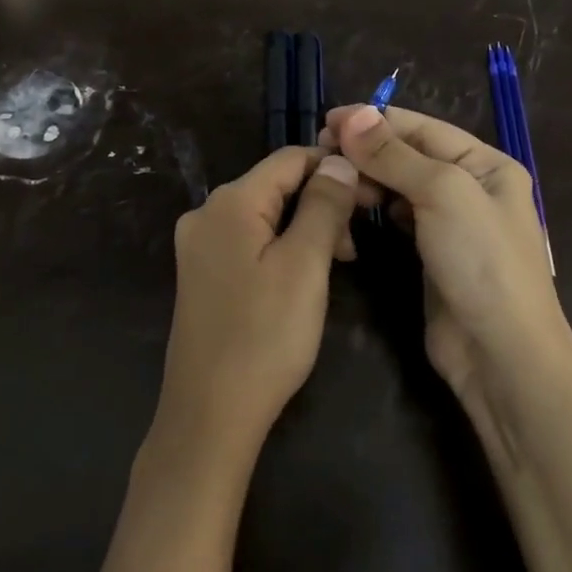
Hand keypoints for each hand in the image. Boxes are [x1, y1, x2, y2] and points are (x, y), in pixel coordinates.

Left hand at [154, 147, 359, 470]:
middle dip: (321, 203)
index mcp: (229, 202)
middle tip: (355, 246)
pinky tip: (303, 277)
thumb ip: (324, 205)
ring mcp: (199, 246)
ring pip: (265, 216)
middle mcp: (206, 214)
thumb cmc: (265, 335)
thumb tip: (338, 159)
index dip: (334, 168)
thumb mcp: (305, 265)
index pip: (289, 159)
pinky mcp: (202, 275)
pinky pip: (249, 242)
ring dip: (306, 228)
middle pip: (276, 186)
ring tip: (337, 265)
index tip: (373, 195)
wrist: (210, 413)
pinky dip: (282, 248)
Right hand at [323, 105, 571, 395]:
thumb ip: (395, 154)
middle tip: (321, 155)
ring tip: (334, 182)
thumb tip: (353, 115)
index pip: (422, 127)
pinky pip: (398, 218)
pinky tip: (353, 208)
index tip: (326, 121)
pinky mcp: (432, 255)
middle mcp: (471, 188)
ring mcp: (452, 224)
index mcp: (486, 164)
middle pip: (410, 155)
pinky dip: (376, 208)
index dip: (374, 121)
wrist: (501, 355)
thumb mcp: (442, 194)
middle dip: (367, 151)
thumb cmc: (481, 262)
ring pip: (400, 186)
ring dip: (368, 179)